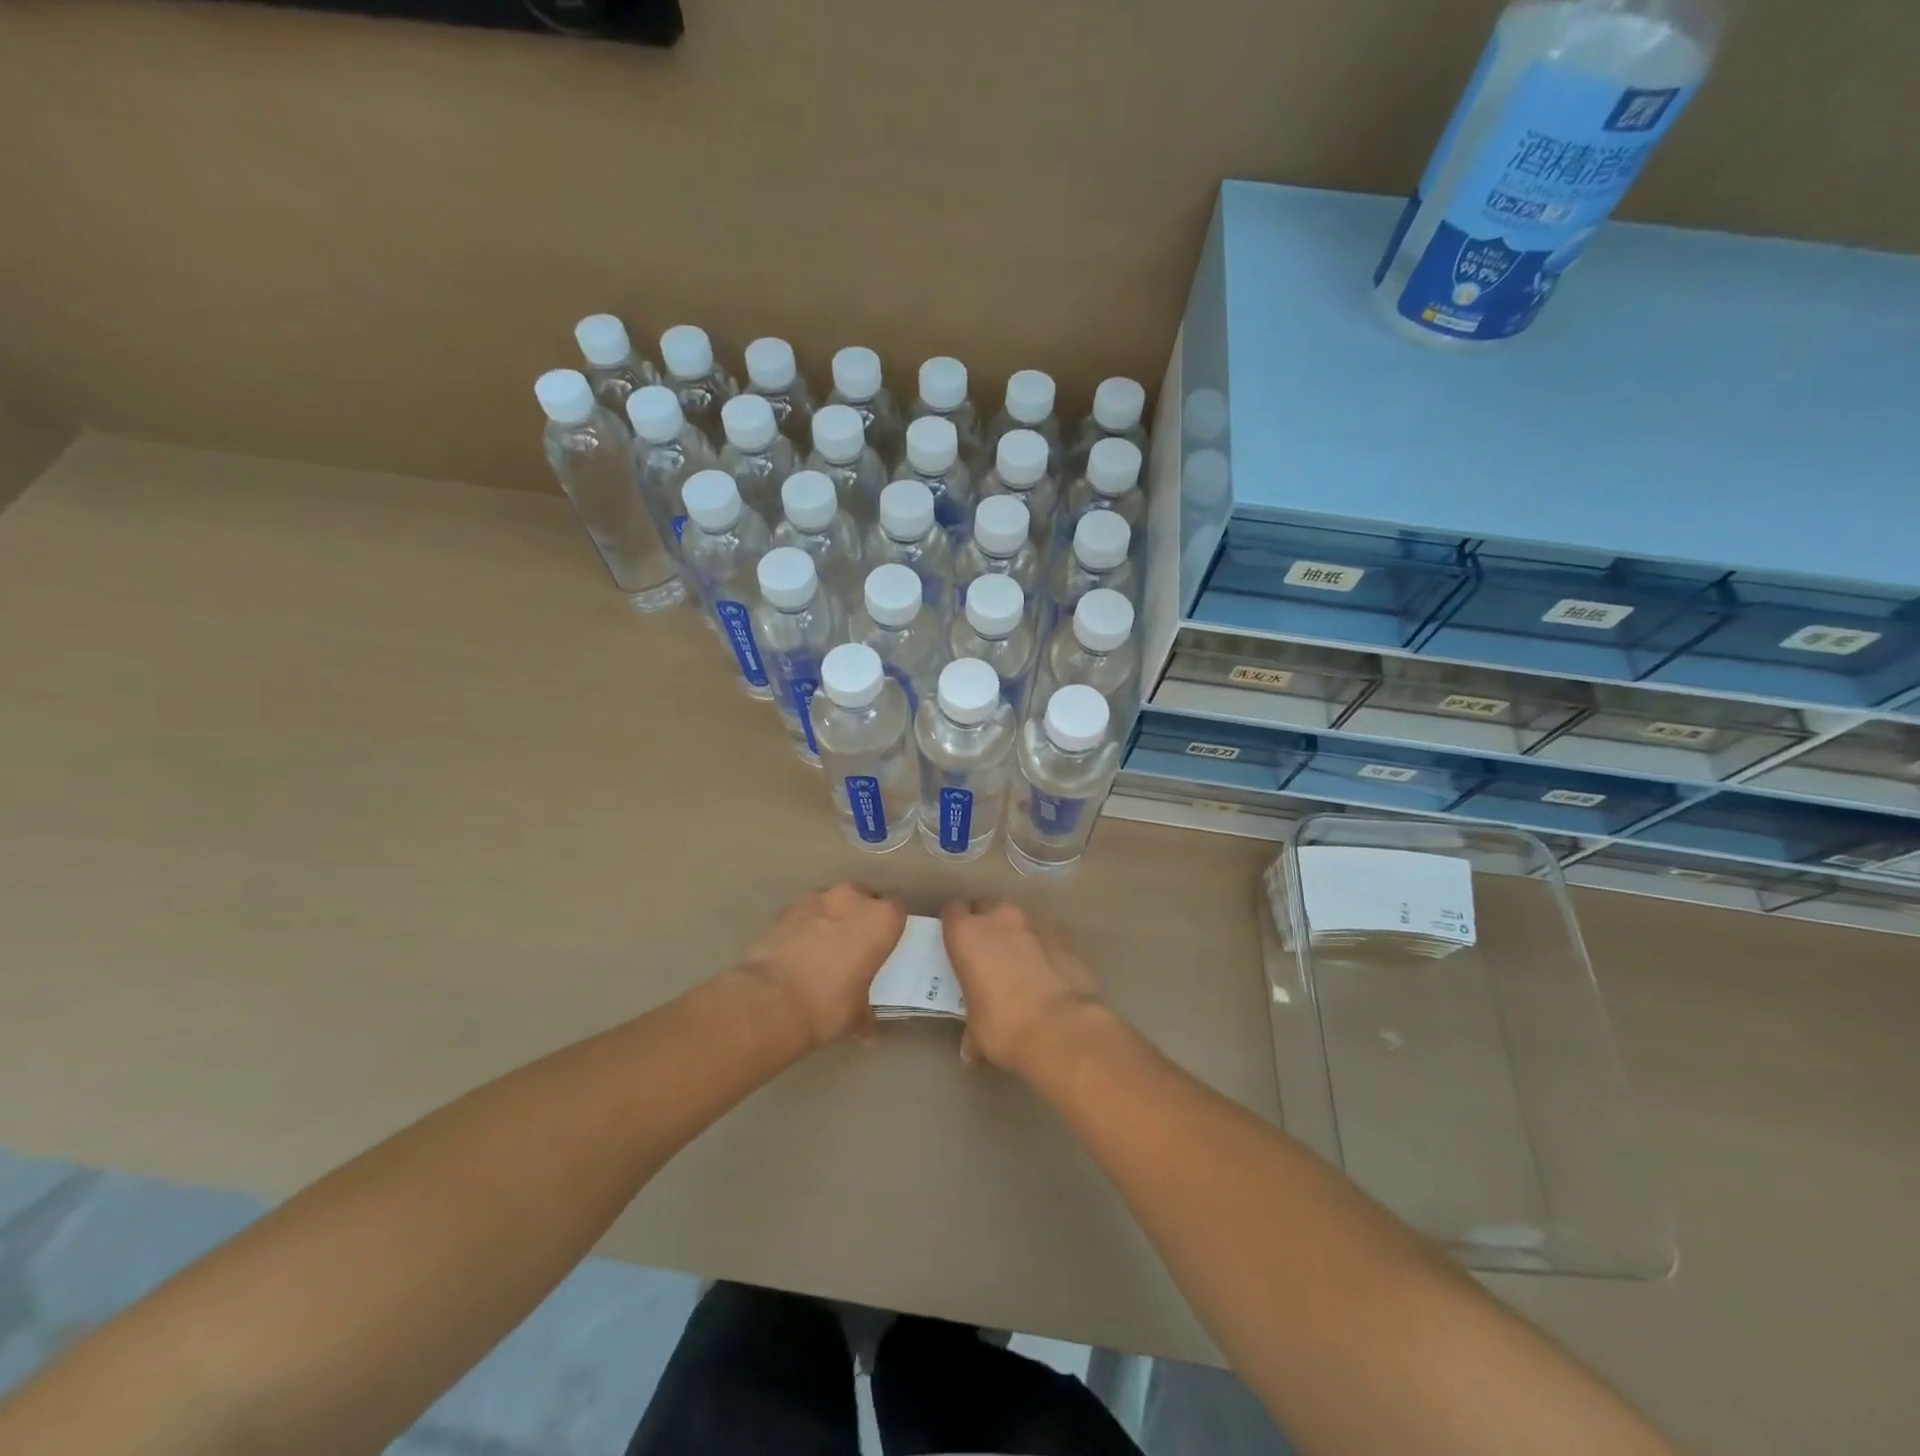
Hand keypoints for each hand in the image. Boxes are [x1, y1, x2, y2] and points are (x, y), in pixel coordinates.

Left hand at [738, 884, 906, 1049]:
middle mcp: (852, 899)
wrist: (771, 1002)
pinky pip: (804, 915)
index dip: (890, 929)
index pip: (897, 911)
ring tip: (821, 952)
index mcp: (881, 919)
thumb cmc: (829, 1005)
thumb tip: (868, 1030)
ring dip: (830, 921)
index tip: (883, 947)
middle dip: (859, 920)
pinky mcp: (785, 909)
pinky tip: (797, 954)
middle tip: (854, 949)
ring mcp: (816, 899)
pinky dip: (804, 928)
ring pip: (831, 904)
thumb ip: (866, 1013)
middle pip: (863, 901)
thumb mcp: (857, 1015)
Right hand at [939, 900, 1102, 1076]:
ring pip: (1019, 919)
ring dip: (1016, 934)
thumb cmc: (1004, 1027)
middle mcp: (1000, 918)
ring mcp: (1035, 923)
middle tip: (987, 952)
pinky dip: (1042, 947)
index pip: (952, 911)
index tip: (957, 943)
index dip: (954, 925)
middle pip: (986, 907)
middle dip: (986, 924)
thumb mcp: (977, 1032)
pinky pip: (1045, 935)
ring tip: (1020, 964)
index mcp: (967, 934)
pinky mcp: (1064, 936)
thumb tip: (971, 1051)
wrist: (1062, 1029)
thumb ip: (971, 1031)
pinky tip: (1046, 973)